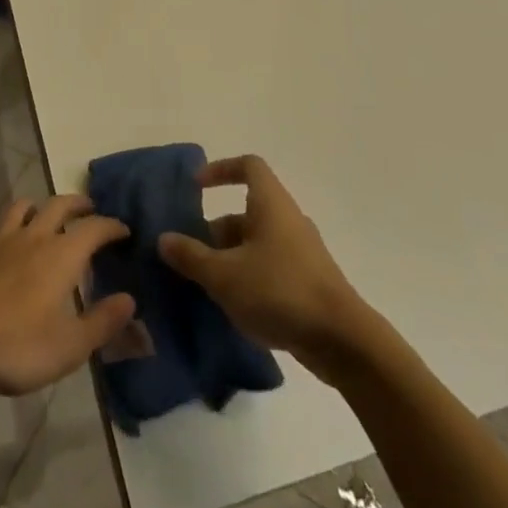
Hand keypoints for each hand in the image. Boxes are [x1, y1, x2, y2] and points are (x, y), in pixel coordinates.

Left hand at [0, 195, 137, 396]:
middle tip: (90, 209)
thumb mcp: (68, 346)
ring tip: (48, 214)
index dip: (111, 226)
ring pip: (25, 206)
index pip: (94, 228)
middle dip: (79, 204)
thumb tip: (130, 300)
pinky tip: (9, 237)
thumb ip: (102, 322)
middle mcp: (35, 237)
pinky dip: (11, 223)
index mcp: (62, 255)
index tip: (124, 230)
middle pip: (60, 205)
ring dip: (42, 205)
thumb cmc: (15, 345)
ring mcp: (2, 240)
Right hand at [157, 155, 365, 370]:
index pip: (248, 166)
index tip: (196, 188)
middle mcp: (287, 220)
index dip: (221, 169)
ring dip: (230, 258)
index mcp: (270, 204)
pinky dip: (249, 278)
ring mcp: (301, 252)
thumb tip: (164, 238)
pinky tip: (234, 307)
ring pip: (257, 243)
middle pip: (246, 211)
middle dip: (215, 231)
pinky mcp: (308, 282)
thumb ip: (191, 256)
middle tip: (190, 255)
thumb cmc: (279, 292)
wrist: (342, 340)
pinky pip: (270, 267)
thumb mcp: (224, 275)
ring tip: (206, 286)